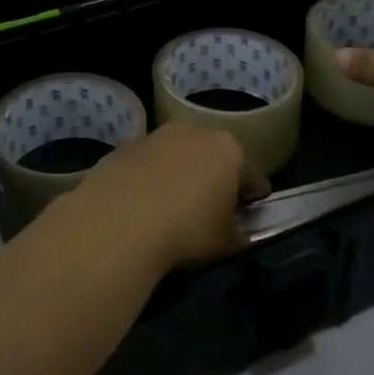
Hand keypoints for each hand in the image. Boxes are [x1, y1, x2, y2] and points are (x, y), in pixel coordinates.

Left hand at [70, 123, 270, 270]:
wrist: (119, 220)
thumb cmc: (187, 229)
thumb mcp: (226, 243)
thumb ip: (239, 233)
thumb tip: (239, 232)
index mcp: (228, 150)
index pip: (252, 175)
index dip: (254, 198)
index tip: (252, 215)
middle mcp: (194, 131)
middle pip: (214, 156)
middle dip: (216, 179)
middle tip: (213, 210)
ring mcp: (156, 135)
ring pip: (178, 155)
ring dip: (181, 174)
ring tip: (175, 207)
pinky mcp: (125, 146)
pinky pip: (148, 164)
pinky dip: (151, 179)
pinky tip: (144, 205)